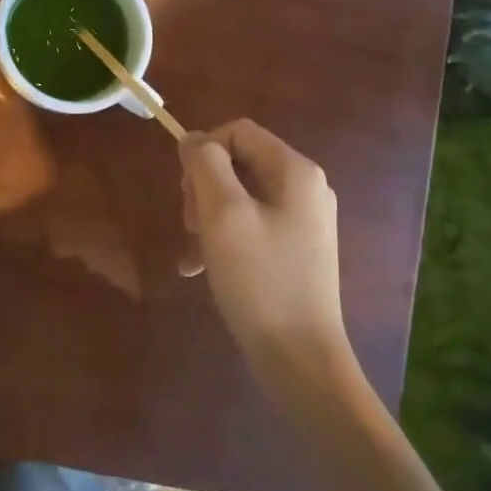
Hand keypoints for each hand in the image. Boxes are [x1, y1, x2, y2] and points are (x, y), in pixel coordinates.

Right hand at [180, 120, 350, 373]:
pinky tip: (200, 268)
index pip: (237, 132)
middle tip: (190, 225)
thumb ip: (205, 165)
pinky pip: (249, 224)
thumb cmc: (260, 280)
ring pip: (237, 195)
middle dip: (203, 188)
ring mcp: (302, 220)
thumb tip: (193, 139)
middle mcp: (304, 188)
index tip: (186, 192)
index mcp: (295, 171)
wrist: (300, 358)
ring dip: (207, 217)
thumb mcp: (223, 215)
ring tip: (194, 252)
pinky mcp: (294, 248)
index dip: (204, 152)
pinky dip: (222, 239)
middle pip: (237, 162)